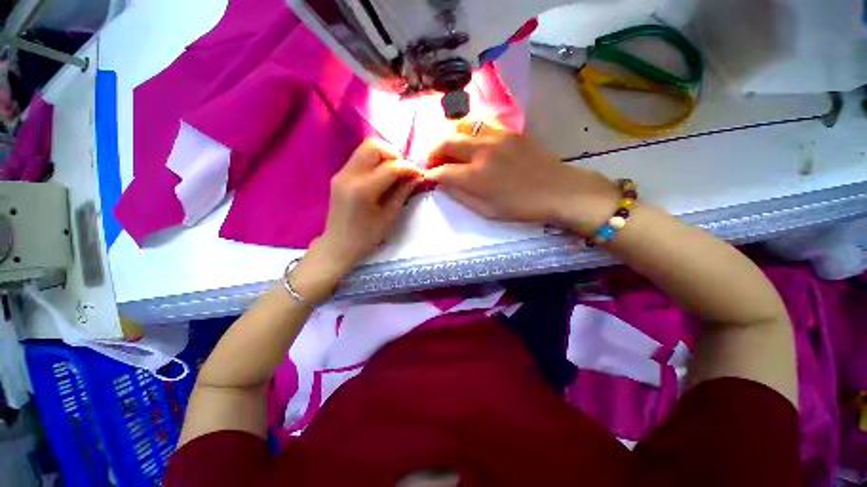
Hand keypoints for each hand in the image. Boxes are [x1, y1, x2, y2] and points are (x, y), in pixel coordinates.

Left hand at [307, 137, 420, 271]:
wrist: (339, 245)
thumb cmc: (367, 236)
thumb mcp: (389, 216)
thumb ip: (402, 192)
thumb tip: (416, 176)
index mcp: (363, 190)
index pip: (390, 166)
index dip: (408, 167)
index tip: (418, 174)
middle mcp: (349, 175)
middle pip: (373, 146)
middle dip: (394, 155)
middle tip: (403, 172)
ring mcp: (341, 173)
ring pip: (365, 148)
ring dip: (384, 156)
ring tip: (394, 174)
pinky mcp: (340, 175)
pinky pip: (360, 158)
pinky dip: (375, 162)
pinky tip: (382, 178)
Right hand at [424, 120, 618, 235]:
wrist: (557, 189)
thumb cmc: (520, 207)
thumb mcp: (486, 211)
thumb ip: (461, 196)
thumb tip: (442, 184)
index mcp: (475, 176)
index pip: (442, 171)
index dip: (430, 175)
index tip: (428, 177)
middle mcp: (480, 151)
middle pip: (445, 142)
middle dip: (432, 152)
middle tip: (432, 162)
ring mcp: (495, 136)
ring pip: (460, 126)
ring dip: (448, 138)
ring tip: (448, 149)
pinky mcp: (508, 130)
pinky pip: (480, 124)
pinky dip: (467, 131)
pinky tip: (470, 141)